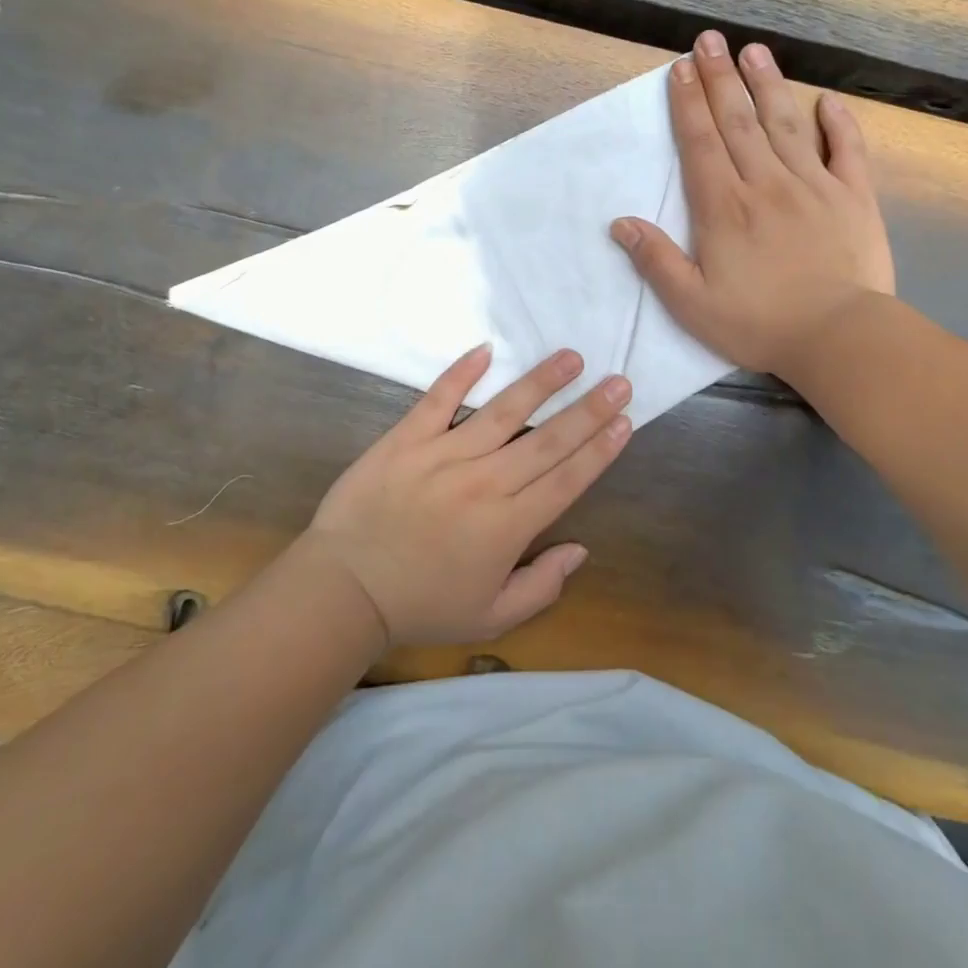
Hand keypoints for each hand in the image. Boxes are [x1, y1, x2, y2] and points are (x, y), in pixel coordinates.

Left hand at [303, 345, 630, 646]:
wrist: (343, 590)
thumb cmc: (421, 605)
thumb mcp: (490, 617)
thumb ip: (541, 586)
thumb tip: (580, 550)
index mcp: (507, 527)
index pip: (566, 479)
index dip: (599, 449)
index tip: (624, 421)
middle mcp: (484, 483)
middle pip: (547, 440)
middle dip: (588, 410)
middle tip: (618, 381)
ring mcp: (443, 456)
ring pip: (502, 412)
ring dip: (540, 383)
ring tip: (571, 358)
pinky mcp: (406, 439)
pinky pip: (439, 400)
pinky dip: (462, 373)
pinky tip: (486, 350)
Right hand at [611, 32, 894, 377]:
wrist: (839, 337)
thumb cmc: (759, 324)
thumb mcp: (692, 304)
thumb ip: (657, 261)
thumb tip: (621, 223)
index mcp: (725, 208)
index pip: (701, 144)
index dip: (688, 104)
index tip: (680, 69)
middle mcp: (766, 184)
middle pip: (739, 122)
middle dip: (721, 79)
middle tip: (710, 40)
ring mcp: (814, 186)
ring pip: (786, 124)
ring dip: (768, 85)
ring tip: (754, 52)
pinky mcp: (854, 198)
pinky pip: (847, 150)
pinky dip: (838, 123)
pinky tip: (827, 100)